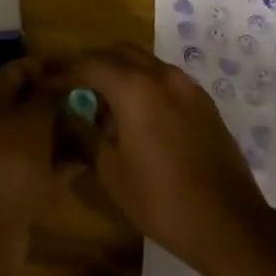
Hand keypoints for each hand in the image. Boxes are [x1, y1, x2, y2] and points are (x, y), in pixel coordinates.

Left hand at [0, 58, 79, 258]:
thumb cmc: (10, 159)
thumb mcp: (35, 117)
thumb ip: (51, 94)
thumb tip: (64, 81)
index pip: (22, 68)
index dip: (51, 65)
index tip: (83, 67)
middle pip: (33, 101)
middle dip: (64, 99)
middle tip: (98, 98)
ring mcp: (5, 154)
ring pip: (41, 133)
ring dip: (67, 129)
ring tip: (101, 124)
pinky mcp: (17, 183)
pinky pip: (45, 162)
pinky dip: (65, 159)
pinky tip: (92, 156)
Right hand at [62, 47, 268, 275]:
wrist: (229, 223)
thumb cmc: (162, 200)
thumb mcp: (112, 172)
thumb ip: (87, 134)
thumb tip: (72, 115)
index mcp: (134, 87)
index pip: (89, 65)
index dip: (64, 72)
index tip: (45, 81)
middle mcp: (161, 74)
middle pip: (117, 52)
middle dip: (91, 63)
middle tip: (70, 83)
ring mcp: (186, 85)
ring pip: (143, 61)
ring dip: (118, 71)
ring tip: (101, 99)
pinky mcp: (202, 101)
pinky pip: (163, 78)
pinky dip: (142, 83)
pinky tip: (135, 113)